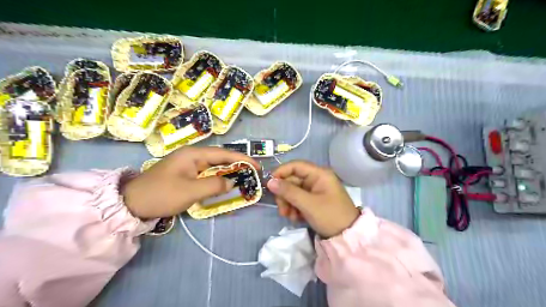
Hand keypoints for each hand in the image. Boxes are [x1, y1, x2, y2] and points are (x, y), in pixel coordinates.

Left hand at [121, 147, 259, 218]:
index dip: (242, 159)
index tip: (257, 166)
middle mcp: (192, 155)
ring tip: (244, 177)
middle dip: (238, 164)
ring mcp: (188, 164)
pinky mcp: (185, 173)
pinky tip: (225, 183)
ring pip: (214, 165)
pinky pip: (207, 173)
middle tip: (253, 172)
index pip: (224, 153)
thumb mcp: (190, 191)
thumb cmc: (161, 194)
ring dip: (229, 171)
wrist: (132, 203)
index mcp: (193, 154)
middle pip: (220, 157)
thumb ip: (214, 185)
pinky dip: (218, 177)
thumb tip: (231, 183)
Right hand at [267, 159, 361, 238]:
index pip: (295, 166)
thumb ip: (288, 191)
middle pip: (292, 180)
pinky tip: (295, 218)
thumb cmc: (330, 216)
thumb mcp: (308, 204)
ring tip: (289, 216)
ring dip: (288, 203)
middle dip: (284, 194)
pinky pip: (298, 199)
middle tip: (282, 209)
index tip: (269, 184)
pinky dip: (294, 208)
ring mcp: (315, 190)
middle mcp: (316, 179)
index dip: (281, 172)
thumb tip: (270, 181)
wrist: (347, 237)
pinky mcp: (313, 201)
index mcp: (319, 174)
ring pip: (293, 191)